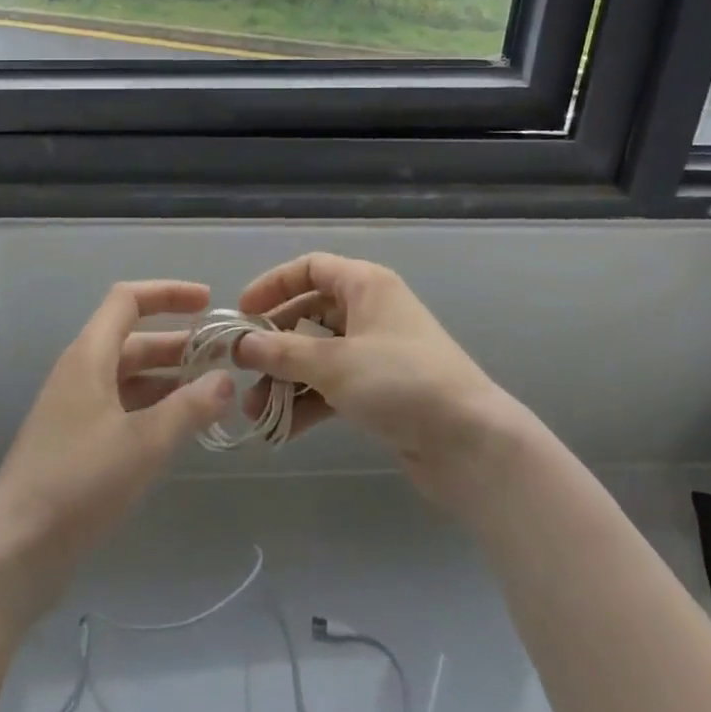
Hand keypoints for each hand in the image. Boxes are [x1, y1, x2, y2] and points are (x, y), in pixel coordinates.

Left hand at [0, 280, 232, 618]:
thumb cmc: (78, 483)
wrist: (12, 553)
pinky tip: (181, 429)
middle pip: (134, 340)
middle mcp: (81, 373)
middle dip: (179, 343)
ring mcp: (76, 410)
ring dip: (170, 379)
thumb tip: (225, 380)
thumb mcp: (144, 443)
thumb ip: (189, 407)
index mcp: (89, 356)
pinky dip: (153, 409)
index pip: (128, 300)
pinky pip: (122, 408)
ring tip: (213, 393)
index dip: (169, 293)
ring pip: (130, 377)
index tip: (209, 302)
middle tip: (224, 357)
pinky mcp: (76, 444)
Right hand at [234, 253, 530, 513]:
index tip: (241, 313)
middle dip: (273, 344)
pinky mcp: (379, 390)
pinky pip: (332, 386)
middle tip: (241, 369)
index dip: (273, 285)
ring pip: (317, 355)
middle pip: (309, 314)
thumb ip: (282, 352)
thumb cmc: (400, 382)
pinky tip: (280, 429)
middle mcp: (370, 311)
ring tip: (254, 411)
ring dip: (285, 380)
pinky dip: (308, 402)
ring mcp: (375, 352)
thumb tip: (240, 344)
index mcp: (365, 285)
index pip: (310, 268)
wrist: (470, 442)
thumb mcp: (334, 363)